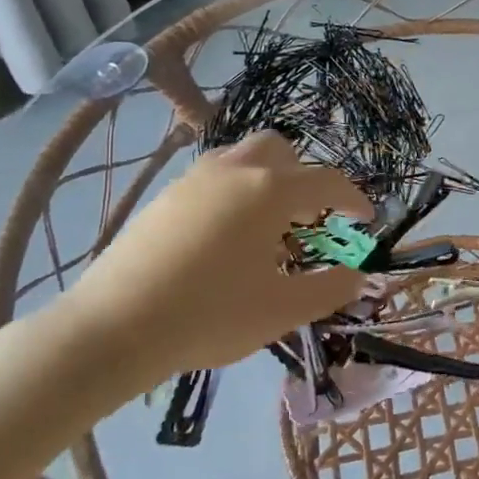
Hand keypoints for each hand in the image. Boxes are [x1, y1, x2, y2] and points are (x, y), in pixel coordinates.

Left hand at [54, 132, 370, 407]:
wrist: (113, 328)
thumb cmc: (210, 316)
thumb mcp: (283, 310)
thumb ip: (330, 288)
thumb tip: (358, 275)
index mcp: (270, 191)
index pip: (327, 182)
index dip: (354, 199)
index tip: (365, 220)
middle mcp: (234, 171)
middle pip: (281, 150)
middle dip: (304, 176)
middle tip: (309, 218)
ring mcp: (194, 179)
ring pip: (242, 158)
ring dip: (267, 179)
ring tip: (267, 227)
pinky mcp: (165, 197)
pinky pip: (214, 177)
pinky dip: (234, 192)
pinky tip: (225, 238)